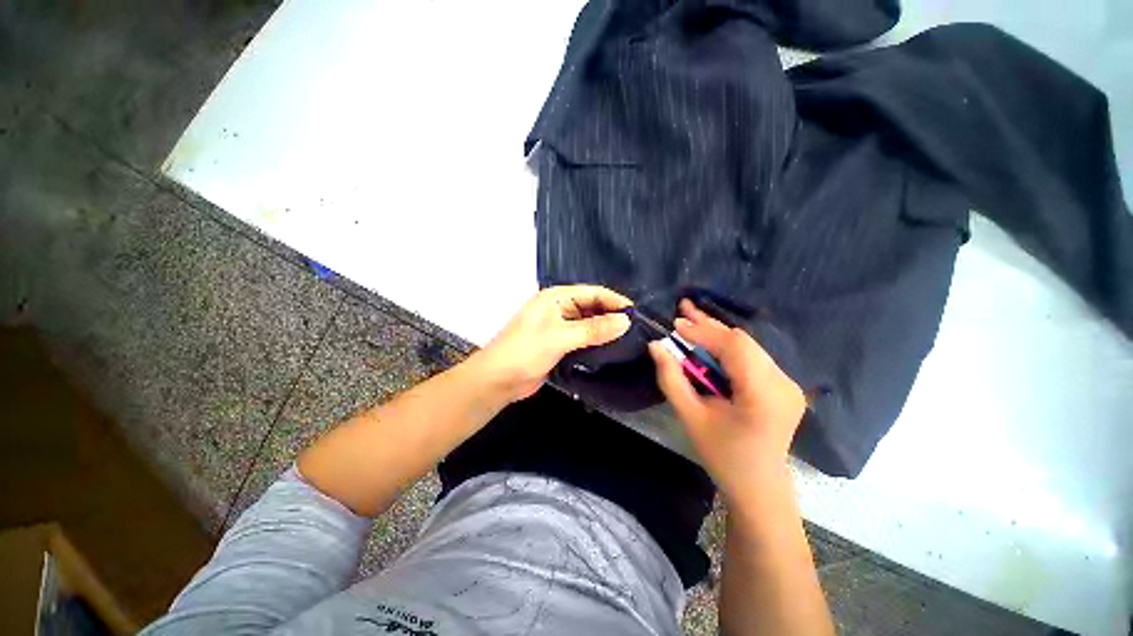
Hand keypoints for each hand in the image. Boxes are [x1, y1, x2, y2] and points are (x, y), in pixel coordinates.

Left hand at [474, 285, 632, 401]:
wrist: (498, 381)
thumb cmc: (525, 351)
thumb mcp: (559, 337)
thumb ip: (593, 329)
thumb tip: (626, 322)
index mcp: (556, 297)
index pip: (593, 293)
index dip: (615, 301)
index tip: (637, 314)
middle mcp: (560, 308)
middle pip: (593, 308)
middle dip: (613, 317)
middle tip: (638, 330)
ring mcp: (561, 327)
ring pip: (590, 325)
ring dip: (607, 332)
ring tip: (632, 340)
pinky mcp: (562, 345)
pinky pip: (585, 340)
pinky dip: (598, 344)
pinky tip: (614, 351)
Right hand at [649, 300, 805, 505]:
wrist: (759, 487)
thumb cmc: (722, 455)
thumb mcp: (691, 417)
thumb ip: (671, 379)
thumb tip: (656, 346)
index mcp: (763, 394)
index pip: (734, 347)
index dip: (703, 331)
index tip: (675, 323)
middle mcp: (783, 382)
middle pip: (743, 341)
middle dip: (709, 326)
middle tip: (683, 308)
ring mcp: (788, 383)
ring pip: (748, 346)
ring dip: (717, 335)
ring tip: (691, 321)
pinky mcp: (784, 385)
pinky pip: (752, 357)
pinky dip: (727, 348)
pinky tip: (709, 342)